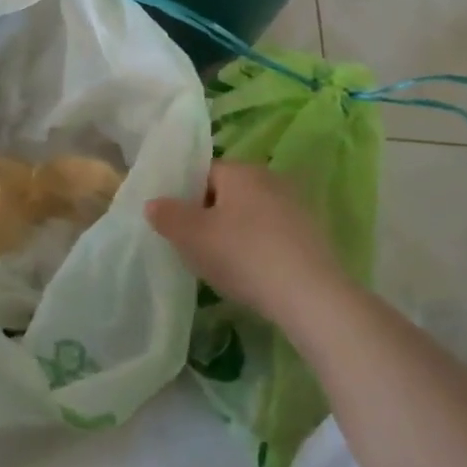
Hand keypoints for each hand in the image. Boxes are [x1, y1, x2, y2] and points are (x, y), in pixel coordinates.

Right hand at [145, 161, 346, 327]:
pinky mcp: (313, 234)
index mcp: (240, 170)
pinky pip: (274, 234)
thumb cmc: (243, 255)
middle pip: (228, 193)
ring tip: (226, 265)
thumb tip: (153, 203)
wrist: (310, 295)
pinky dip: (260, 248)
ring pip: (252, 214)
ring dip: (237, 233)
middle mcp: (270, 178)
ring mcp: (296, 206)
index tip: (180, 227)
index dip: (186, 197)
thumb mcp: (192, 236)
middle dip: (211, 215)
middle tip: (198, 247)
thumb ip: (168, 215)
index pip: (203, 173)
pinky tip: (255, 275)